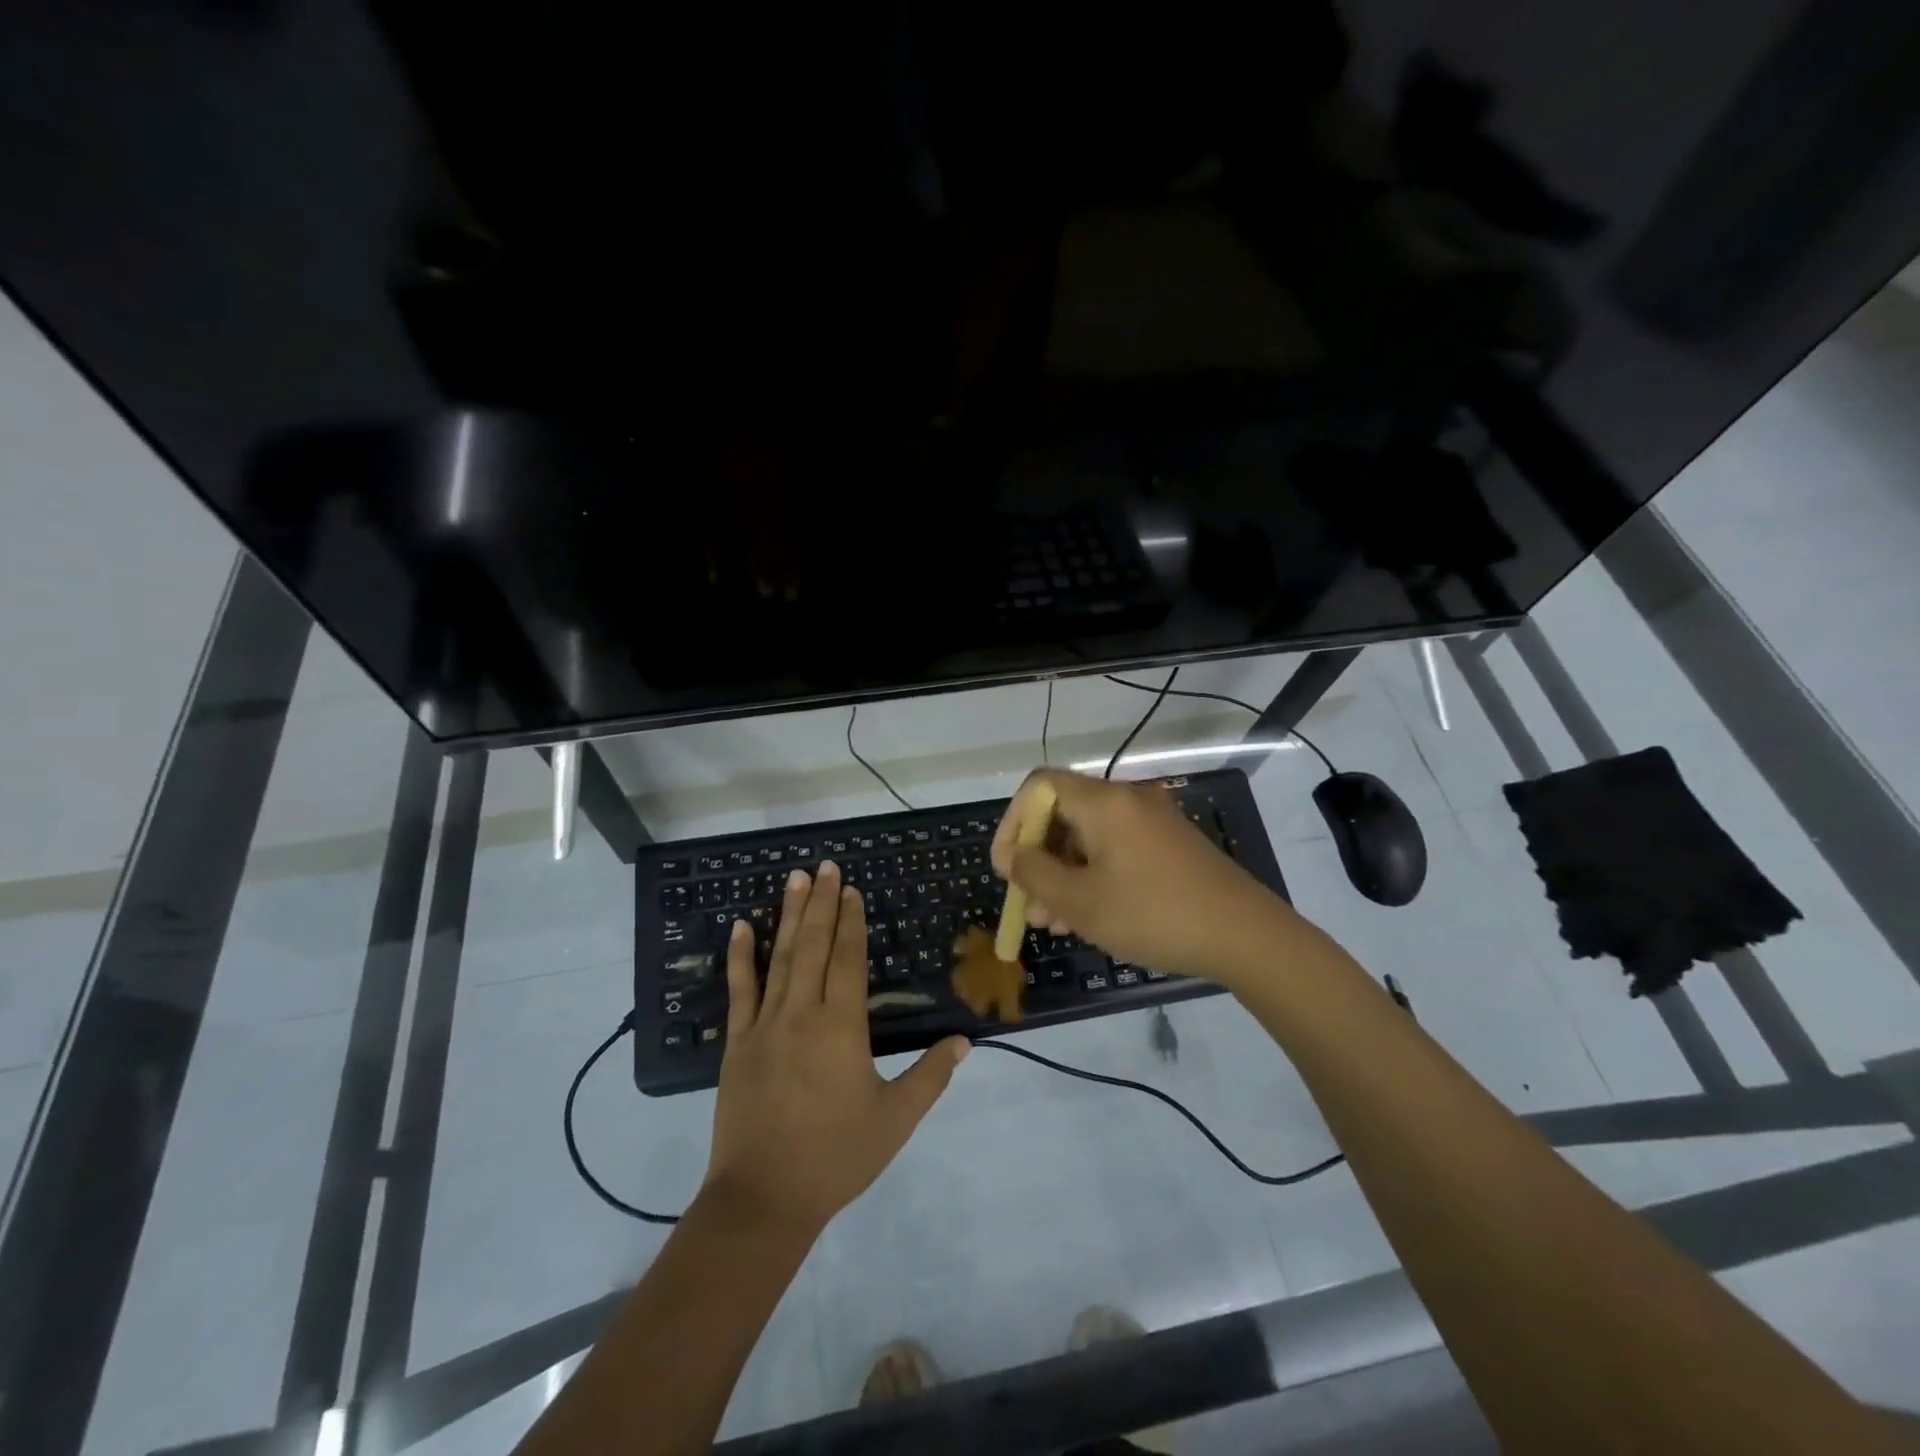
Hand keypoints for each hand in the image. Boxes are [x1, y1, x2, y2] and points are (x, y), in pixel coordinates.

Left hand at [703, 862, 970, 1233]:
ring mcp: (765, 1025)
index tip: (850, 889)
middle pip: (814, 945)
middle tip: (824, 865)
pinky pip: (739, 991)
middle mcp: (802, 1013)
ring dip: (789, 915)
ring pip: (780, 958)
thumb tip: (964, 1041)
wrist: (763, 1199)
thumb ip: (931, 1076)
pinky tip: (741, 927)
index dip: (851, 921)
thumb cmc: (836, 1157)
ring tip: (794, 878)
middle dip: (821, 903)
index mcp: (842, 1027)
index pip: (848, 959)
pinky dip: (740, 957)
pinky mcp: (738, 1044)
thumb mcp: (895, 1120)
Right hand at [990, 768, 1295, 985]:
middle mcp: (1128, 799)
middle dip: (1038, 858)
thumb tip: (1013, 856)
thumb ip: (1035, 874)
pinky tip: (1089, 915)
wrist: (1246, 935)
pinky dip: (1094, 875)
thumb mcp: (1081, 902)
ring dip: (1064, 874)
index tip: (1007, 866)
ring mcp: (1153, 820)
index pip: (1039, 785)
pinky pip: (1116, 848)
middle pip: (1064, 813)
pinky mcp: (1170, 843)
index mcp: (1104, 802)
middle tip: (1029, 905)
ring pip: (1089, 837)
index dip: (1013, 822)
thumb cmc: (1153, 915)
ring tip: (1054, 923)